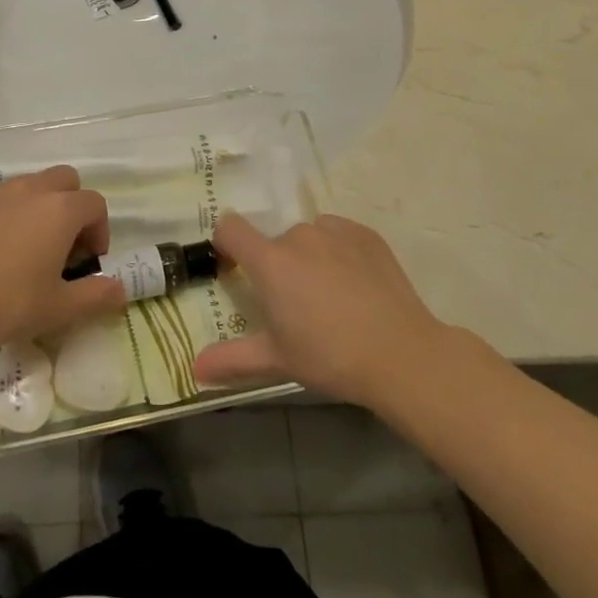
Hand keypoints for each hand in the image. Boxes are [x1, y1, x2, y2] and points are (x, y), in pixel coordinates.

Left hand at [0, 167, 125, 352]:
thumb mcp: (57, 308)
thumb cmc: (5, 302)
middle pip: (66, 180)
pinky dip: (9, 215)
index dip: (100, 231)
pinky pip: (0, 199)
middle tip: (64, 247)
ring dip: (41, 208)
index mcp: (59, 210)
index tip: (88, 262)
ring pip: (31, 185)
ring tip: (30, 249)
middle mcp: (31, 190)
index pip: (95, 204)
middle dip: (73, 207)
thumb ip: (95, 296)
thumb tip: (121, 289)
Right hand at [193, 213, 450, 409]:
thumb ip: (232, 358)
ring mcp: (335, 231)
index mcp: (270, 261)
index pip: (230, 228)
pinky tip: (355, 285)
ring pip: (308, 238)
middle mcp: (298, 236)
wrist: (402, 354)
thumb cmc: (330, 356)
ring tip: (330, 296)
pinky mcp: (365, 234)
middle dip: (277, 266)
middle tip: (294, 305)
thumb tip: (194, 368)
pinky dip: (338, 252)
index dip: (226, 244)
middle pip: (274, 241)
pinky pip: (338, 235)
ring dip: (308, 258)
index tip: (235, 269)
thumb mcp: (277, 359)